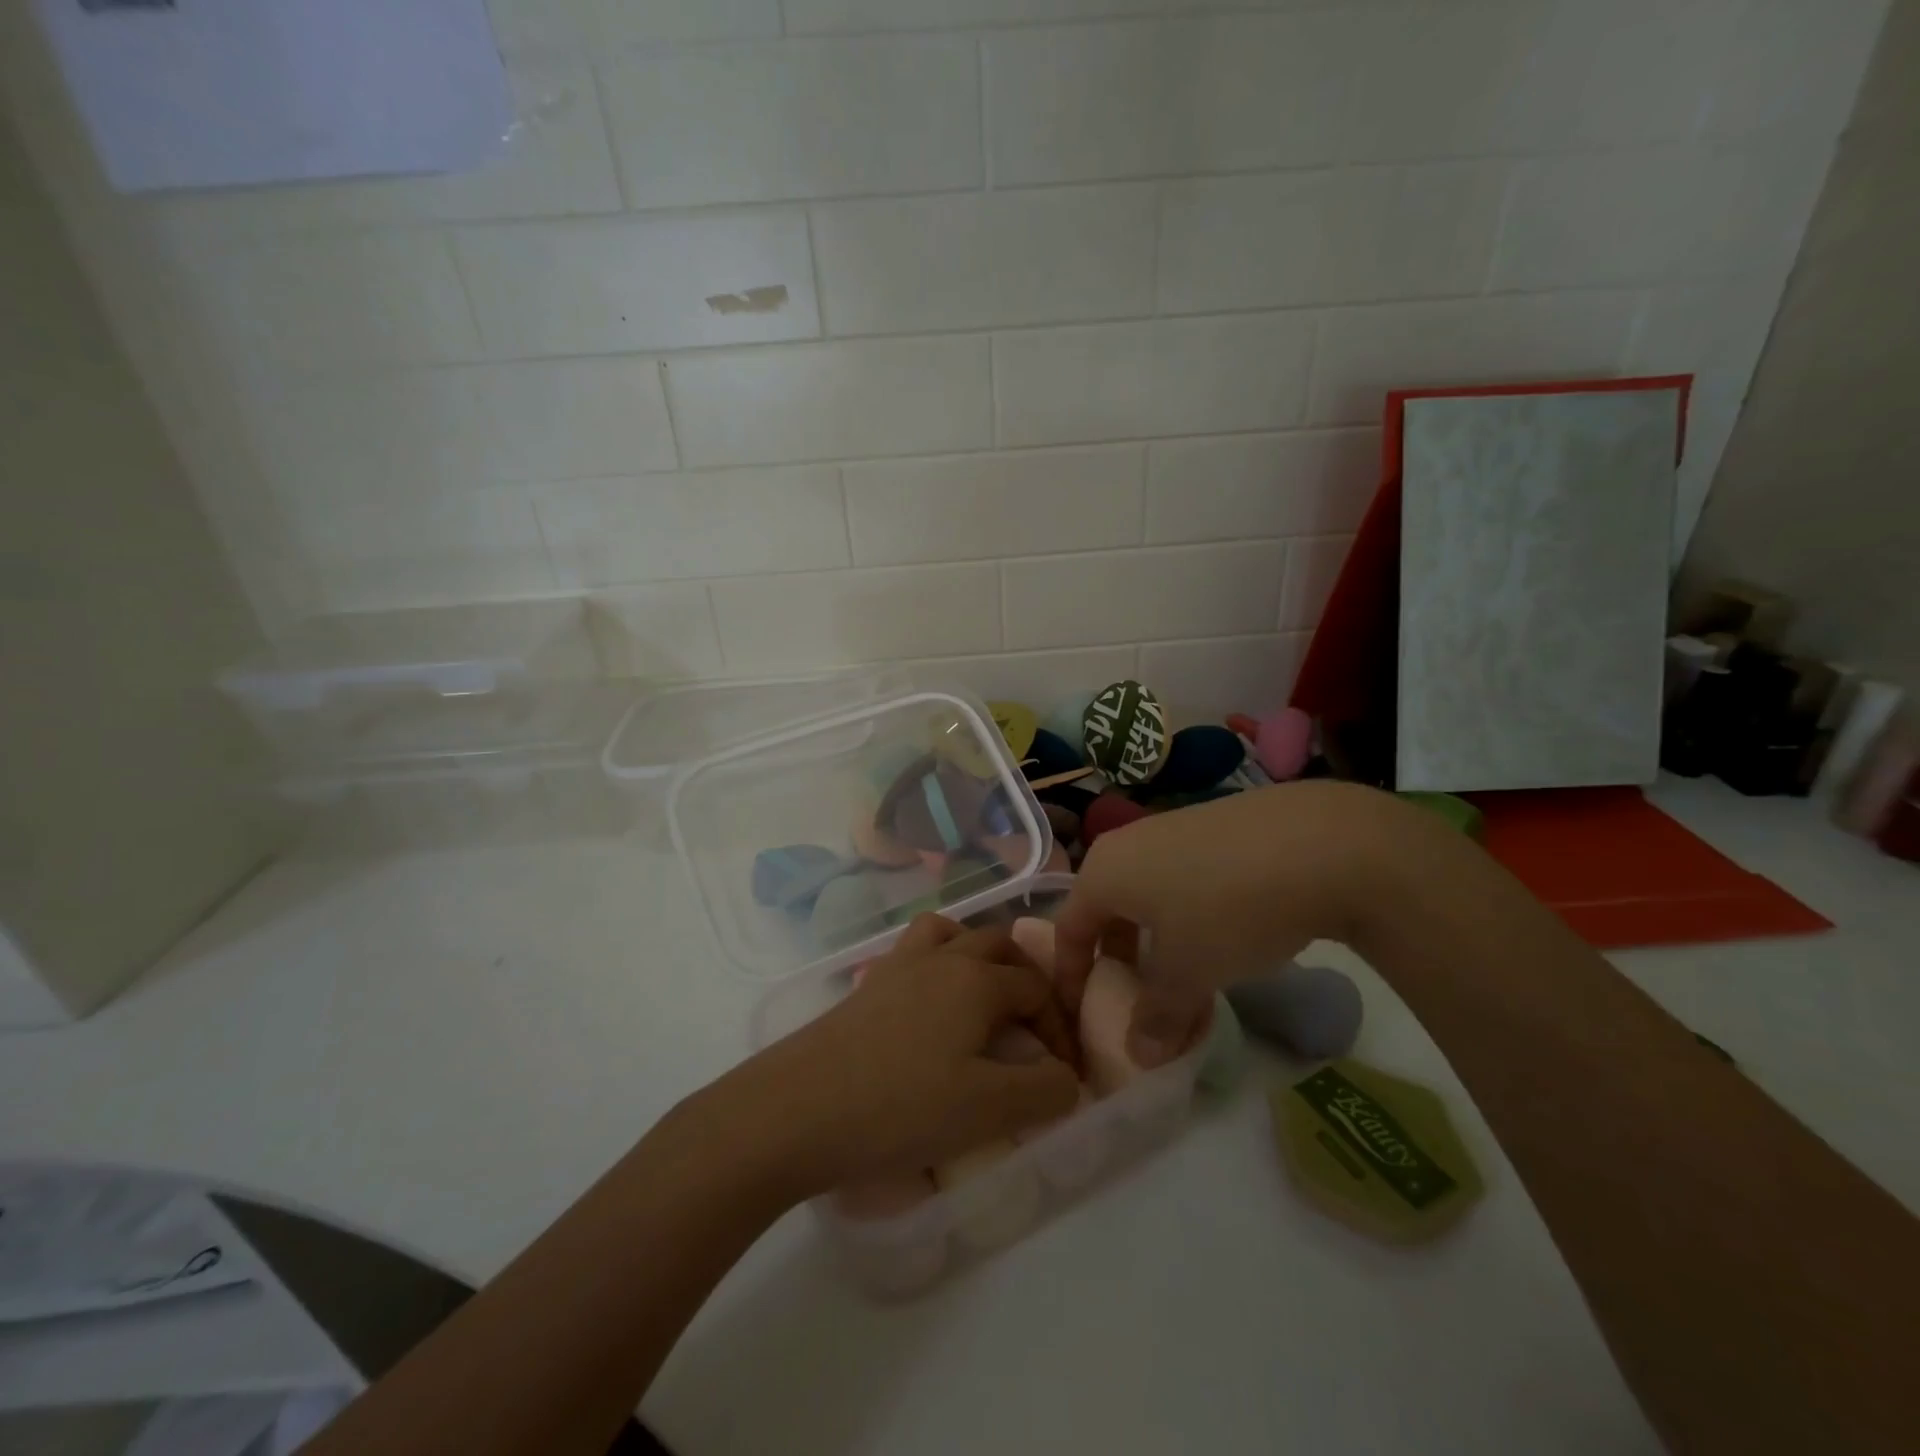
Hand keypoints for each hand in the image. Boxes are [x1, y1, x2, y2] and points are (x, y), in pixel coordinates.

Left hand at [733, 915, 1080, 1195]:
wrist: (796, 1109)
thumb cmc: (900, 1107)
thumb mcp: (988, 1109)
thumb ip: (1044, 1090)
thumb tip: (1066, 1076)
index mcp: (976, 979)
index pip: (1037, 987)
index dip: (1059, 1027)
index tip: (1061, 1074)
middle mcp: (940, 957)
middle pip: (998, 943)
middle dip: (1026, 977)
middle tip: (1032, 1026)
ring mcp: (897, 966)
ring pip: (949, 933)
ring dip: (976, 955)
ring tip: (983, 999)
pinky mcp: (866, 985)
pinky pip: (913, 954)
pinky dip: (935, 965)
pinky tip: (930, 1011)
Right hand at [1054, 781, 1392, 1067]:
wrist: (1318, 843)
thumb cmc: (1227, 910)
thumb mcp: (1188, 973)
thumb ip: (1156, 1016)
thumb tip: (1139, 1056)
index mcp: (1103, 872)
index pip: (1068, 929)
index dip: (1071, 977)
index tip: (1082, 1015)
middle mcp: (1127, 843)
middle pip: (1107, 910)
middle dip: (1118, 960)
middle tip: (1137, 1000)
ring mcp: (1171, 829)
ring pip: (1148, 895)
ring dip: (1156, 941)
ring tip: (1186, 976)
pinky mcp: (1213, 827)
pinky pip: (1181, 879)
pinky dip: (1186, 916)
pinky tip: (1225, 936)